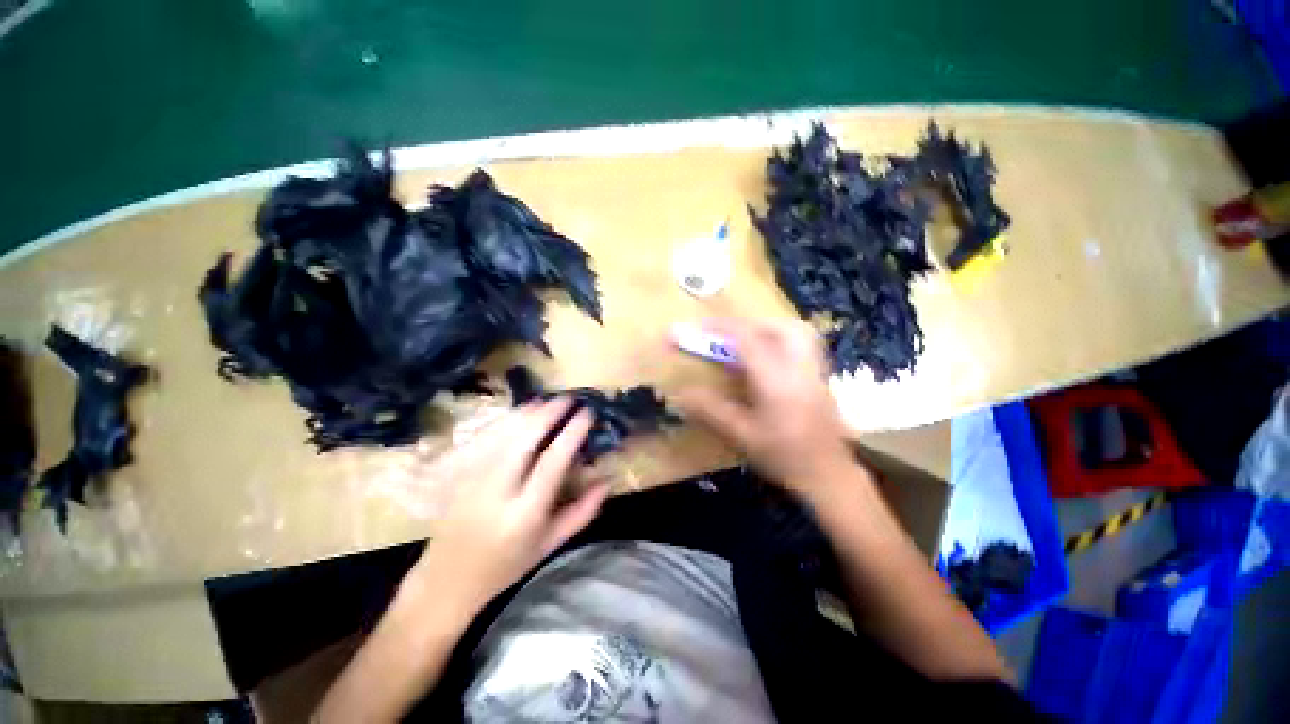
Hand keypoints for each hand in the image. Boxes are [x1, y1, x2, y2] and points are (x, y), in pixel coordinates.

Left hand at [407, 399, 608, 619]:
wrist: (447, 579)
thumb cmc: (506, 565)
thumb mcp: (550, 544)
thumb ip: (583, 511)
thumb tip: (609, 480)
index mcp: (525, 513)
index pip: (552, 461)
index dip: (572, 432)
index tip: (587, 413)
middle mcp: (498, 491)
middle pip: (524, 438)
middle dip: (549, 412)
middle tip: (569, 398)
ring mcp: (473, 478)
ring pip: (503, 432)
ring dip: (528, 411)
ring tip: (549, 400)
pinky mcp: (458, 472)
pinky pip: (485, 436)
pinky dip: (507, 419)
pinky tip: (521, 413)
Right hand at [675, 317, 858, 499]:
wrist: (830, 478)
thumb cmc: (784, 457)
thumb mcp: (741, 436)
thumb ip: (711, 410)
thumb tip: (682, 393)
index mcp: (776, 379)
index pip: (747, 339)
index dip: (719, 327)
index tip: (697, 325)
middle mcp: (799, 366)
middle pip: (778, 326)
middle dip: (748, 324)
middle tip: (726, 337)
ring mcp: (815, 370)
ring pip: (796, 331)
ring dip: (768, 329)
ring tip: (747, 343)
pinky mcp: (820, 378)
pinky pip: (803, 344)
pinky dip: (781, 341)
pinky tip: (767, 361)